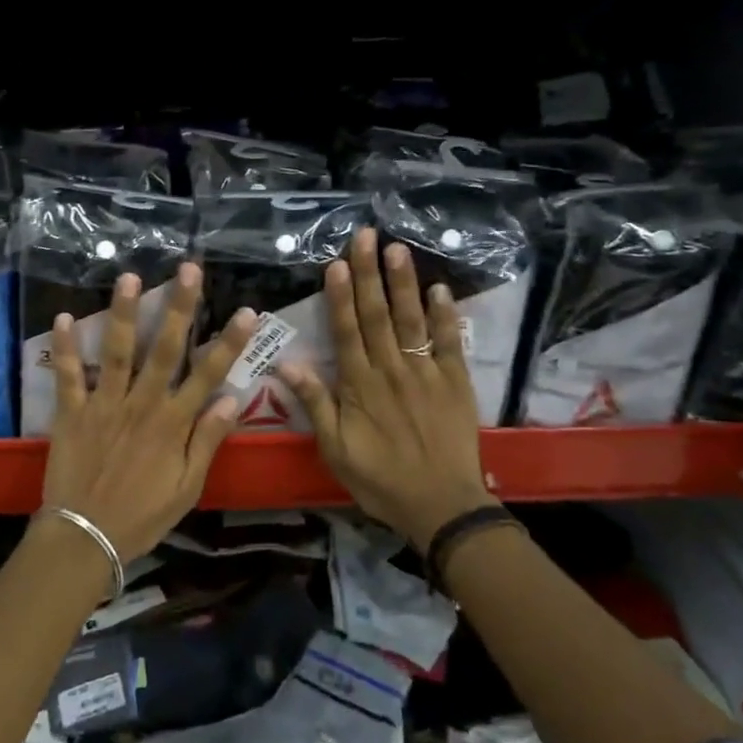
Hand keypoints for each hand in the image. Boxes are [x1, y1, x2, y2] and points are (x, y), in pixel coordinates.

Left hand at [41, 261, 258, 563]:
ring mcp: (104, 404)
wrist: (84, 538)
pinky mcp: (72, 412)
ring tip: (129, 278)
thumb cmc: (141, 515)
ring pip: (117, 351)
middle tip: (188, 270)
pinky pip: (68, 375)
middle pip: (164, 349)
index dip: (229, 342)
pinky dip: (66, 347)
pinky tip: (64, 316)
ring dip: (123, 313)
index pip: (207, 374)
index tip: (246, 311)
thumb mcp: (187, 487)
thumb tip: (232, 399)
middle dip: (179, 307)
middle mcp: (142, 404)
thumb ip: (207, 440)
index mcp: (173, 423)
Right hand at [278, 229, 492, 552]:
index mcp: (360, 386)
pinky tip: (440, 289)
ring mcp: (426, 373)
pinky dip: (445, 316)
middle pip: (377, 315)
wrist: (441, 506)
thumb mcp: (335, 450)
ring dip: (403, 283)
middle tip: (366, 236)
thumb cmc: (381, 479)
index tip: (335, 263)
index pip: (346, 331)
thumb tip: (287, 364)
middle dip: (369, 275)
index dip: (339, 296)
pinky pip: (449, 343)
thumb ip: (315, 404)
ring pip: (412, 320)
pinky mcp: (455, 382)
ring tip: (398, 249)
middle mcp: (391, 370)